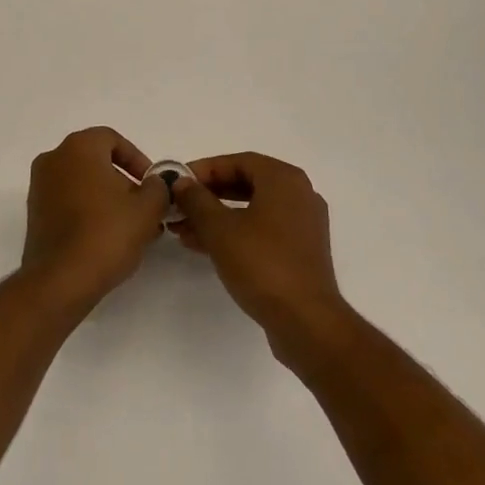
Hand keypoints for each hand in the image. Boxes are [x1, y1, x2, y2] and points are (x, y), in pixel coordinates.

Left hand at [20, 127, 167, 313]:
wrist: (60, 281)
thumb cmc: (106, 233)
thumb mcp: (147, 209)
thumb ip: (158, 188)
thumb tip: (156, 183)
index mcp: (79, 147)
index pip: (113, 139)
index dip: (137, 160)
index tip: (152, 184)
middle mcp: (54, 159)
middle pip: (97, 161)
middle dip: (124, 182)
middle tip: (145, 209)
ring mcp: (40, 187)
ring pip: (83, 183)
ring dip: (108, 199)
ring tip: (132, 229)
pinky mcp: (35, 215)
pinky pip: (68, 202)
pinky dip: (89, 212)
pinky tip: (108, 239)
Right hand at [170, 153, 347, 358]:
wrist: (306, 322)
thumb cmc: (262, 264)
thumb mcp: (220, 230)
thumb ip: (197, 200)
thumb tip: (181, 182)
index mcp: (284, 179)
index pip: (238, 162)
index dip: (204, 169)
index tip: (178, 182)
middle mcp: (298, 194)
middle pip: (246, 184)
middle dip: (208, 195)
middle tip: (179, 205)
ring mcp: (302, 224)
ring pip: (252, 210)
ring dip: (217, 217)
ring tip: (182, 230)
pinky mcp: (301, 251)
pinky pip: (262, 230)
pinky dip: (235, 233)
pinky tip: (205, 247)